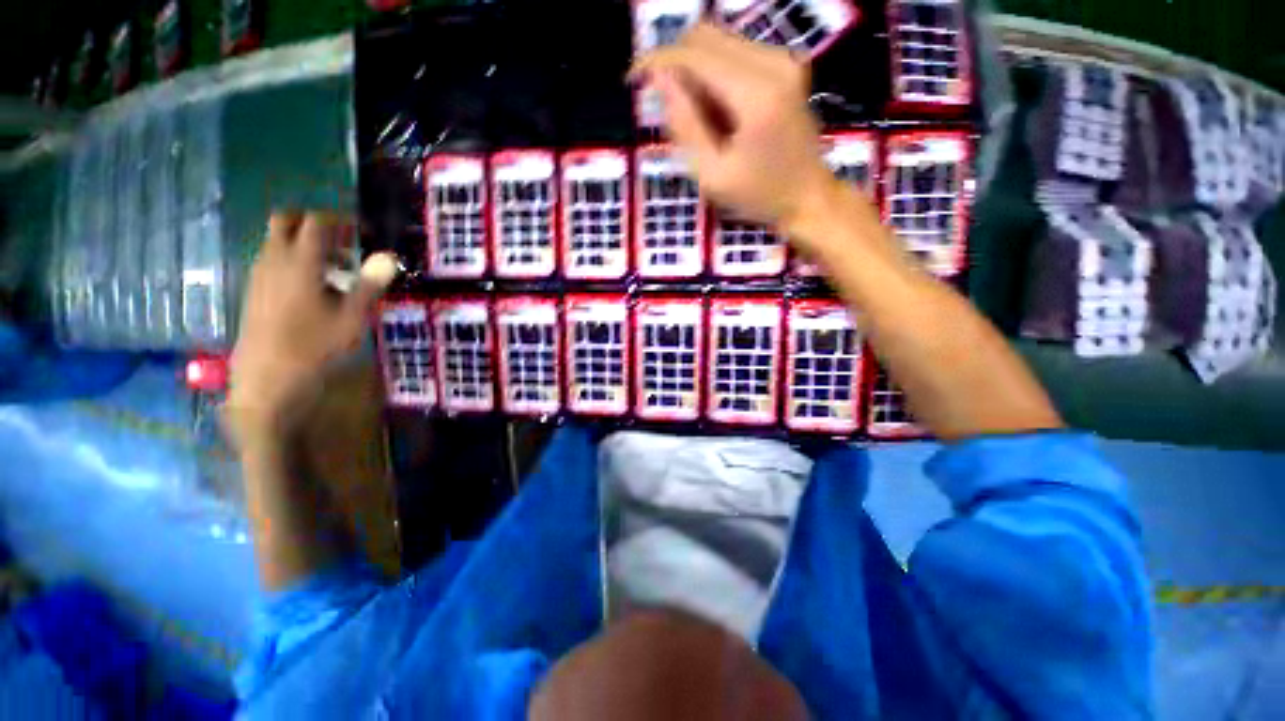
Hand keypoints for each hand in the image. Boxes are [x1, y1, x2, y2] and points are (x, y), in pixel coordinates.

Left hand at [225, 211, 396, 445]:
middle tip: (344, 244)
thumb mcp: (353, 317)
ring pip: (277, 240)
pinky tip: (315, 288)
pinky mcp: (254, 290)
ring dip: (305, 244)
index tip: (364, 233)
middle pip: (287, 220)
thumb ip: (370, 283)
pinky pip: (272, 260)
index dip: (342, 221)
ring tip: (337, 270)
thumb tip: (390, 256)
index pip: (317, 222)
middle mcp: (273, 260)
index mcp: (300, 262)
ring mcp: (259, 275)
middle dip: (315, 224)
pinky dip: (293, 261)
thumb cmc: (315, 347)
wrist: (268, 379)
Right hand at [631, 23, 838, 231]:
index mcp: (755, 93)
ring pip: (719, 41)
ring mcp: (783, 59)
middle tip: (662, 103)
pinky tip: (714, 109)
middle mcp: (773, 62)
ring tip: (693, 116)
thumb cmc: (759, 196)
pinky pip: (735, 52)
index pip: (694, 53)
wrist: (808, 197)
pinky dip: (714, 73)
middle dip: (674, 63)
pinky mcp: (785, 65)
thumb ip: (684, 125)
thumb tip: (658, 80)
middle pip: (705, 35)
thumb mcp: (712, 175)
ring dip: (693, 70)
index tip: (633, 81)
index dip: (657, 61)